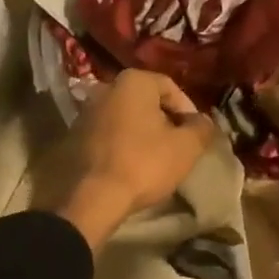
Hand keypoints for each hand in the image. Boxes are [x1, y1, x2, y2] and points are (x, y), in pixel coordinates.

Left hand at [49, 70, 214, 249]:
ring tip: (156, 158)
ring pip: (127, 117)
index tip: (195, 135)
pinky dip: (123, 143)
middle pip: (147, 101)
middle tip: (178, 146)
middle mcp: (107, 87)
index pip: (171, 88)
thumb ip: (201, 128)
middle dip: (165, 121)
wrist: (92, 196)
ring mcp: (87, 110)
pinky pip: (109, 132)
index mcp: (133, 81)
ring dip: (143, 133)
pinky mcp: (75, 134)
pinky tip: (131, 165)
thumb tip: (204, 121)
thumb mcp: (186, 147)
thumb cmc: (144, 163)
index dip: (188, 111)